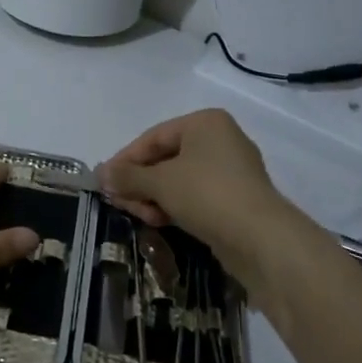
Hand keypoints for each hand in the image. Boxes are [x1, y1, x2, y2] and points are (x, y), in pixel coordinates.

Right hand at [100, 109, 293, 265]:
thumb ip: (127, 176)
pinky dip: (176, 206)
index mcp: (205, 123)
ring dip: (155, 197)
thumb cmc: (207, 194)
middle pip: (165, 159)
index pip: (153, 137)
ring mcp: (232, 171)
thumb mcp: (159, 182)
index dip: (125, 160)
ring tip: (142, 217)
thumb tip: (100, 173)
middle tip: (120, 204)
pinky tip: (162, 222)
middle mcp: (220, 140)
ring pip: (180, 180)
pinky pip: (196, 197)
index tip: (105, 183)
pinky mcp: (237, 200)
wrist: (261, 239)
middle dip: (140, 183)